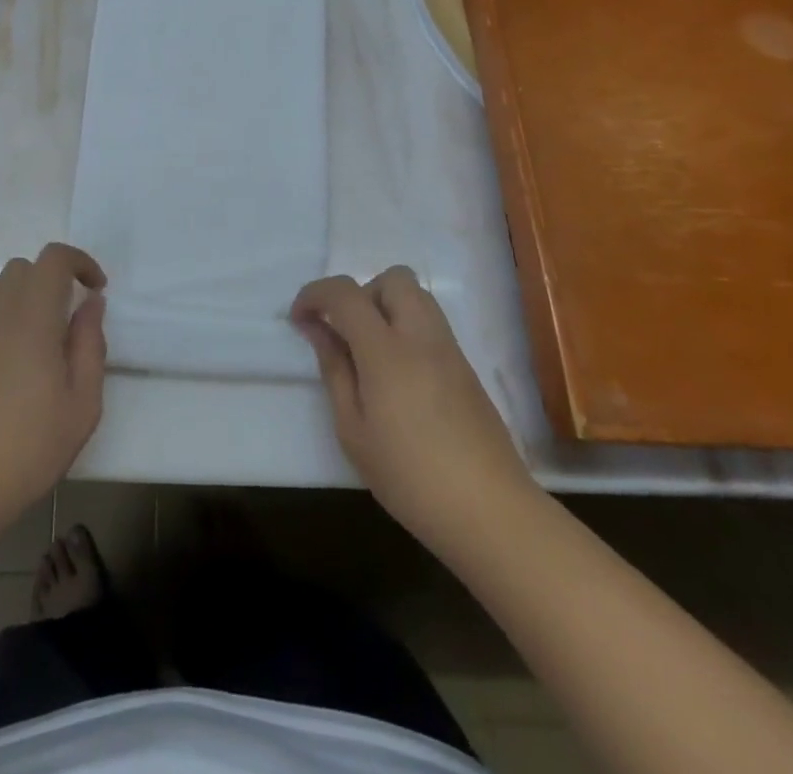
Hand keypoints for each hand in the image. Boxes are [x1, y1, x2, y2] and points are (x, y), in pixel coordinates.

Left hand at [0, 244, 107, 535]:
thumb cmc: (28, 447)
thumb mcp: (82, 404)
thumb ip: (90, 344)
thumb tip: (91, 303)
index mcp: (33, 316)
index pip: (54, 258)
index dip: (80, 262)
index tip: (97, 290)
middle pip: (26, 266)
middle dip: (54, 280)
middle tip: (70, 322)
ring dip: (23, 292)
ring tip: (38, 332)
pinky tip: (8, 350)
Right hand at [293, 268, 532, 536]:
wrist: (492, 514)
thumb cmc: (410, 477)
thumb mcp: (353, 430)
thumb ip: (335, 370)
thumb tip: (318, 328)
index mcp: (387, 351)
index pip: (345, 293)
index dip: (315, 295)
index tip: (299, 319)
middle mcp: (422, 337)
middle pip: (392, 278)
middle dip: (360, 293)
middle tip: (344, 332)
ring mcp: (450, 350)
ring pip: (417, 296)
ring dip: (386, 307)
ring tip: (369, 353)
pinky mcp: (467, 369)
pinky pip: (431, 324)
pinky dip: (406, 329)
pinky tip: (397, 376)